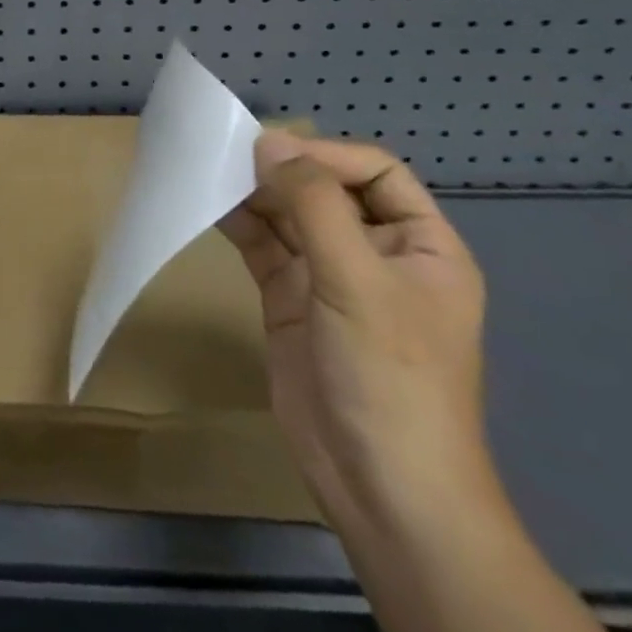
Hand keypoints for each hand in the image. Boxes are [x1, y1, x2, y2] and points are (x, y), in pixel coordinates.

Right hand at [219, 130, 491, 535]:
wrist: (379, 488)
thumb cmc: (390, 377)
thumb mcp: (358, 281)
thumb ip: (313, 205)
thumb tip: (268, 142)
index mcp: (421, 245)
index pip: (375, 172)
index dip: (325, 154)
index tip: (270, 151)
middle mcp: (377, 253)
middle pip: (326, 189)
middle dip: (282, 170)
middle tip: (227, 155)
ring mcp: (330, 277)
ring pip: (289, 215)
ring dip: (254, 193)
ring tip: (211, 173)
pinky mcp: (291, 299)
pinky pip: (264, 246)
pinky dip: (239, 224)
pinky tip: (210, 206)